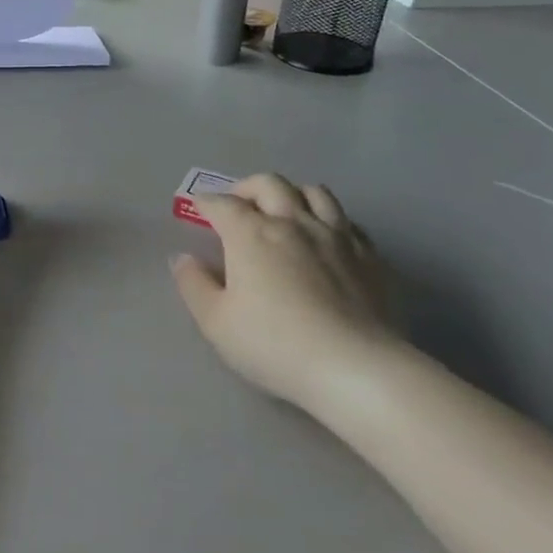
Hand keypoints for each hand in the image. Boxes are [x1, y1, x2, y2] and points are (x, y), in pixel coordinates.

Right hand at [172, 175, 398, 409]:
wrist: (356, 369)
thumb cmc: (275, 345)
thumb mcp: (216, 323)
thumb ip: (194, 285)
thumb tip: (182, 258)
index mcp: (251, 233)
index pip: (222, 204)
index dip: (206, 202)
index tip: (198, 208)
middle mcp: (293, 222)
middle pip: (269, 184)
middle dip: (247, 188)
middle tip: (239, 204)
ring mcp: (336, 235)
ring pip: (314, 192)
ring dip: (293, 194)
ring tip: (284, 211)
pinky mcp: (369, 256)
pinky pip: (348, 221)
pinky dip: (330, 221)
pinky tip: (326, 239)